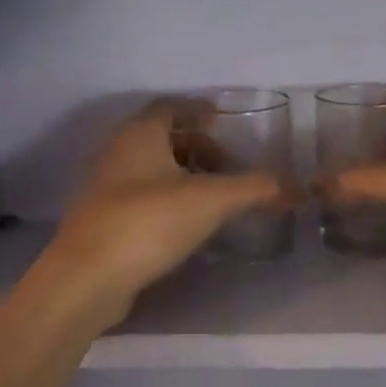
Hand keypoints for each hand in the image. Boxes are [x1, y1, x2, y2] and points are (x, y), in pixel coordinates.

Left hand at [33, 100, 290, 323]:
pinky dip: (167, 197)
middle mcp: (117, 152)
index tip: (226, 122)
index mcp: (139, 134)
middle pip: (161, 136)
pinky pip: (141, 195)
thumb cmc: (147, 223)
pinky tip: (187, 222)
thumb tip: (298, 188)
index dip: (200, 110)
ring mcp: (105, 187)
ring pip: (150, 167)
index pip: (171, 106)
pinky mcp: (102, 219)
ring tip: (213, 195)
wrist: (86, 279)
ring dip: (182, 173)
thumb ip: (256, 189)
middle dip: (197, 145)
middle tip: (227, 165)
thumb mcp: (210, 201)